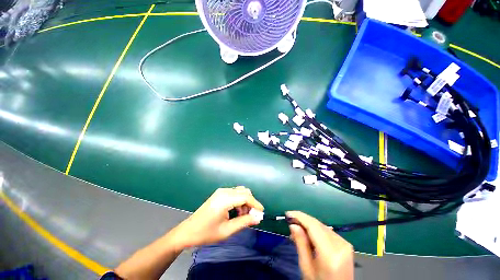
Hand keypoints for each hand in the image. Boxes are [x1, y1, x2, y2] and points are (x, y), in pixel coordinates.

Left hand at [167, 187, 263, 250]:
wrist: (188, 231)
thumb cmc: (206, 233)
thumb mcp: (227, 230)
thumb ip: (244, 222)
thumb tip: (258, 218)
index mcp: (225, 199)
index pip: (245, 197)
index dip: (255, 204)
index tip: (261, 213)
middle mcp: (224, 191)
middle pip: (244, 192)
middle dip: (250, 203)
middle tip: (250, 217)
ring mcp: (221, 191)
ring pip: (240, 192)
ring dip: (245, 202)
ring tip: (242, 216)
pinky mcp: (219, 193)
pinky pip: (234, 193)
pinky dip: (239, 201)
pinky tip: (236, 211)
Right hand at [287, 211, 353, 279]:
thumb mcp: (306, 267)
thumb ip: (301, 244)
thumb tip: (293, 225)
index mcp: (330, 253)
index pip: (313, 226)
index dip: (300, 217)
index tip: (288, 213)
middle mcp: (340, 244)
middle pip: (318, 224)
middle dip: (303, 220)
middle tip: (290, 221)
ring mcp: (345, 244)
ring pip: (322, 226)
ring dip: (309, 225)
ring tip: (297, 229)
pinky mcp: (346, 245)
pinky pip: (327, 231)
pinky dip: (316, 230)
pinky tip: (308, 234)